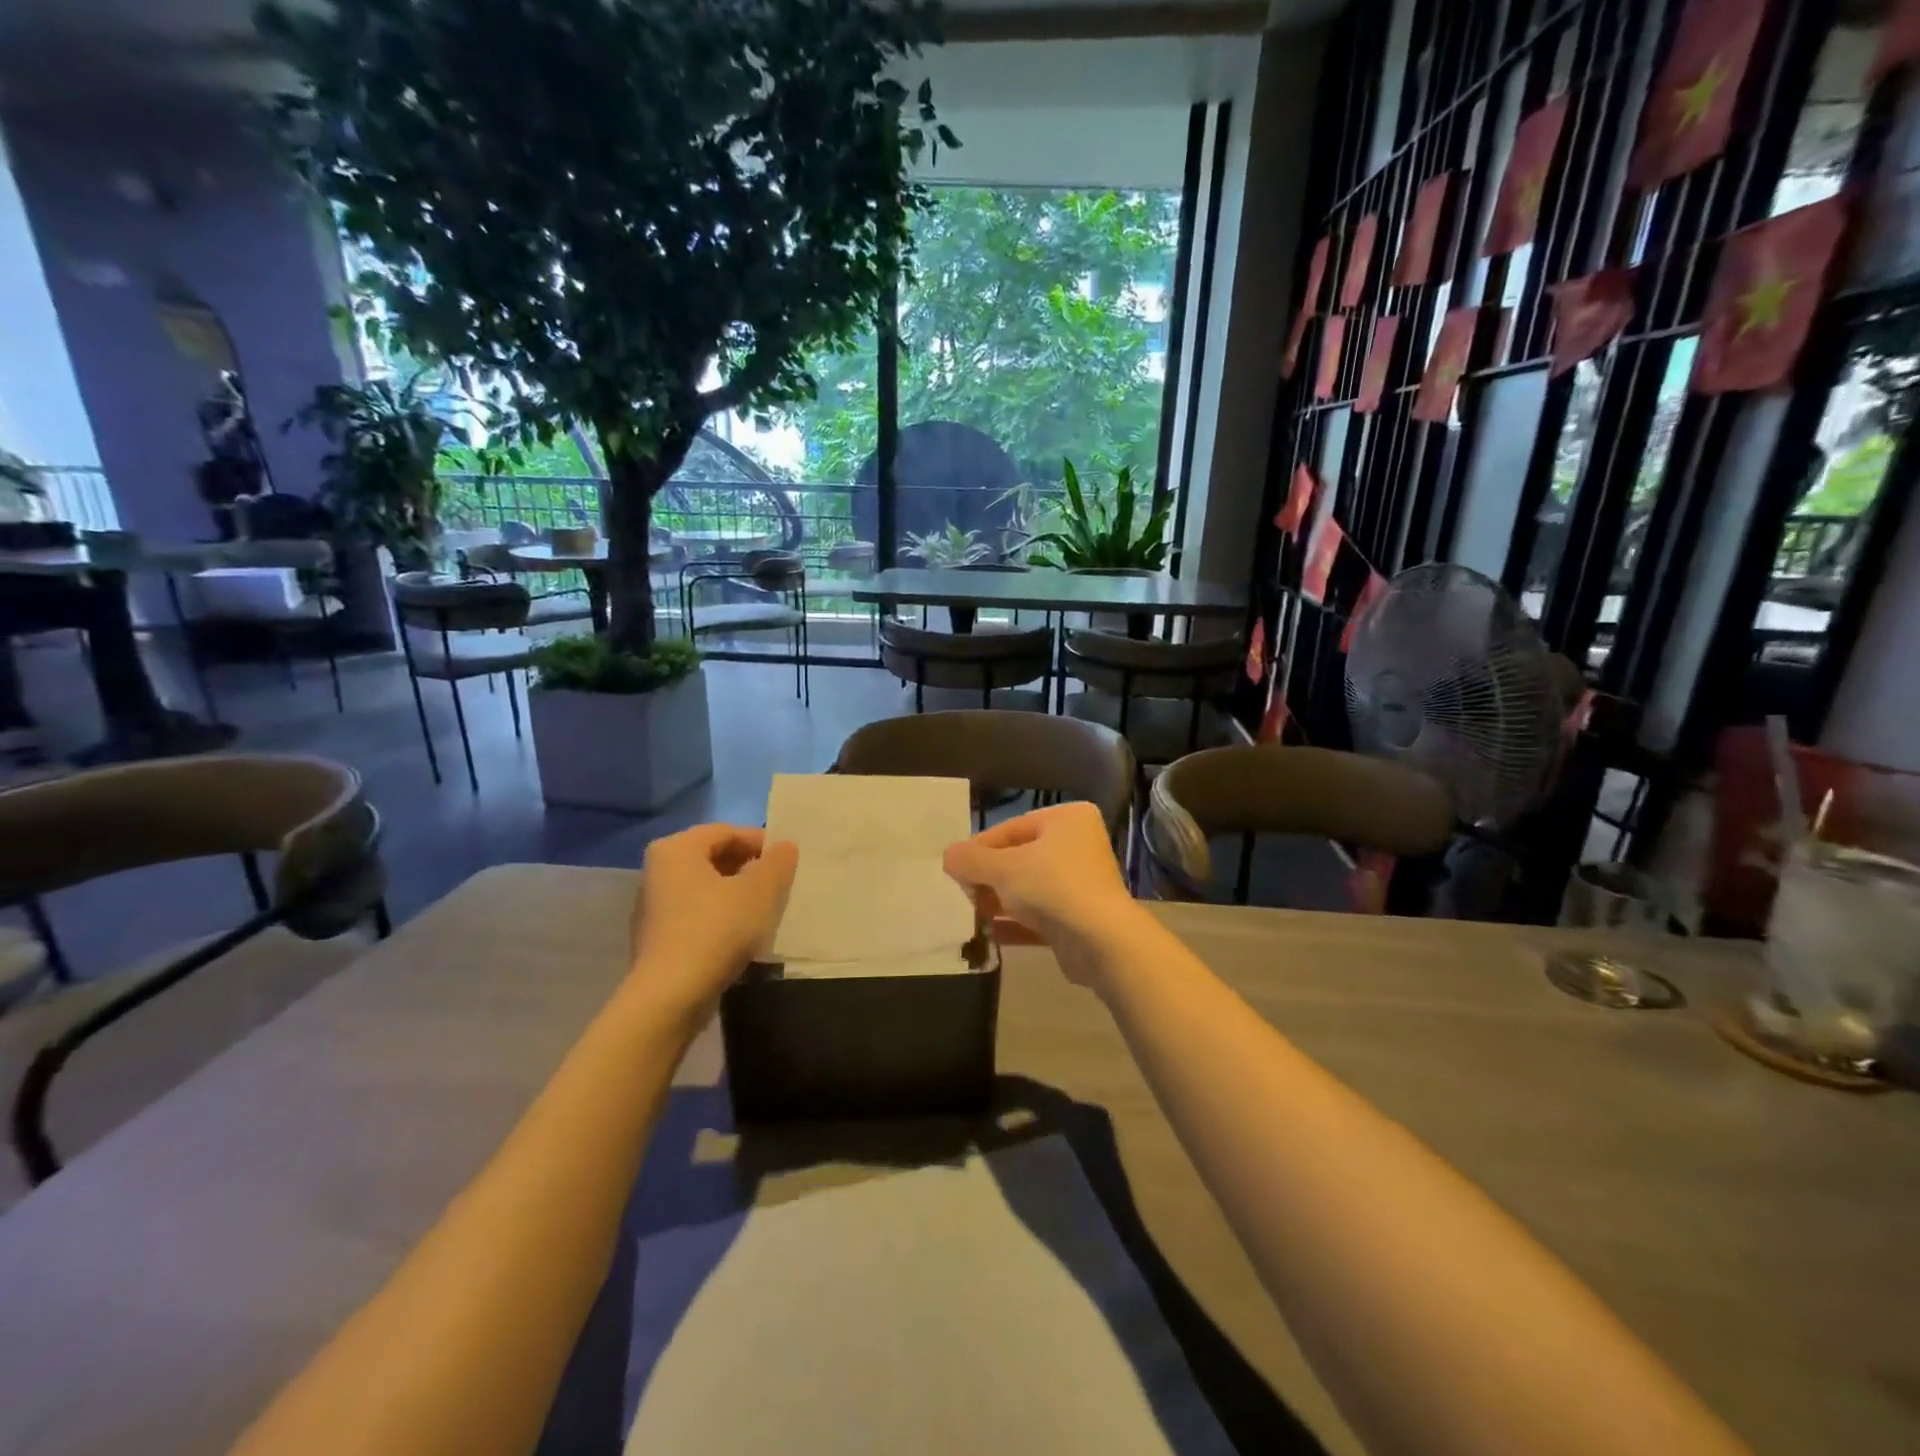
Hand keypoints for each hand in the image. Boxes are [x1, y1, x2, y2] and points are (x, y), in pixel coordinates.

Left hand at [629, 824, 797, 1014]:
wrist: (671, 996)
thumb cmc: (716, 929)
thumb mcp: (760, 891)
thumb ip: (777, 862)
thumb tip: (784, 847)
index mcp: (676, 849)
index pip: (726, 831)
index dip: (760, 842)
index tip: (787, 862)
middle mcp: (657, 871)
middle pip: (714, 858)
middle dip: (749, 868)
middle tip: (780, 885)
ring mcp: (654, 907)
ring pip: (706, 888)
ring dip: (737, 894)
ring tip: (766, 911)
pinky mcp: (658, 939)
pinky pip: (697, 915)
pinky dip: (721, 917)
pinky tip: (743, 936)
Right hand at [942, 802, 1143, 984]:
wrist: (1102, 943)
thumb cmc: (1053, 888)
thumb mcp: (1003, 868)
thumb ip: (971, 860)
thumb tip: (948, 856)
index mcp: (1067, 819)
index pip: (1011, 828)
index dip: (979, 848)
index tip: (953, 868)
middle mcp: (1078, 845)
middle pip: (1019, 858)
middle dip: (988, 877)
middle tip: (960, 893)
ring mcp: (1081, 883)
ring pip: (1028, 888)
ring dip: (998, 901)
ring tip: (969, 914)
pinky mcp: (1079, 918)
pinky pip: (1039, 915)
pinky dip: (1014, 923)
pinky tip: (987, 935)